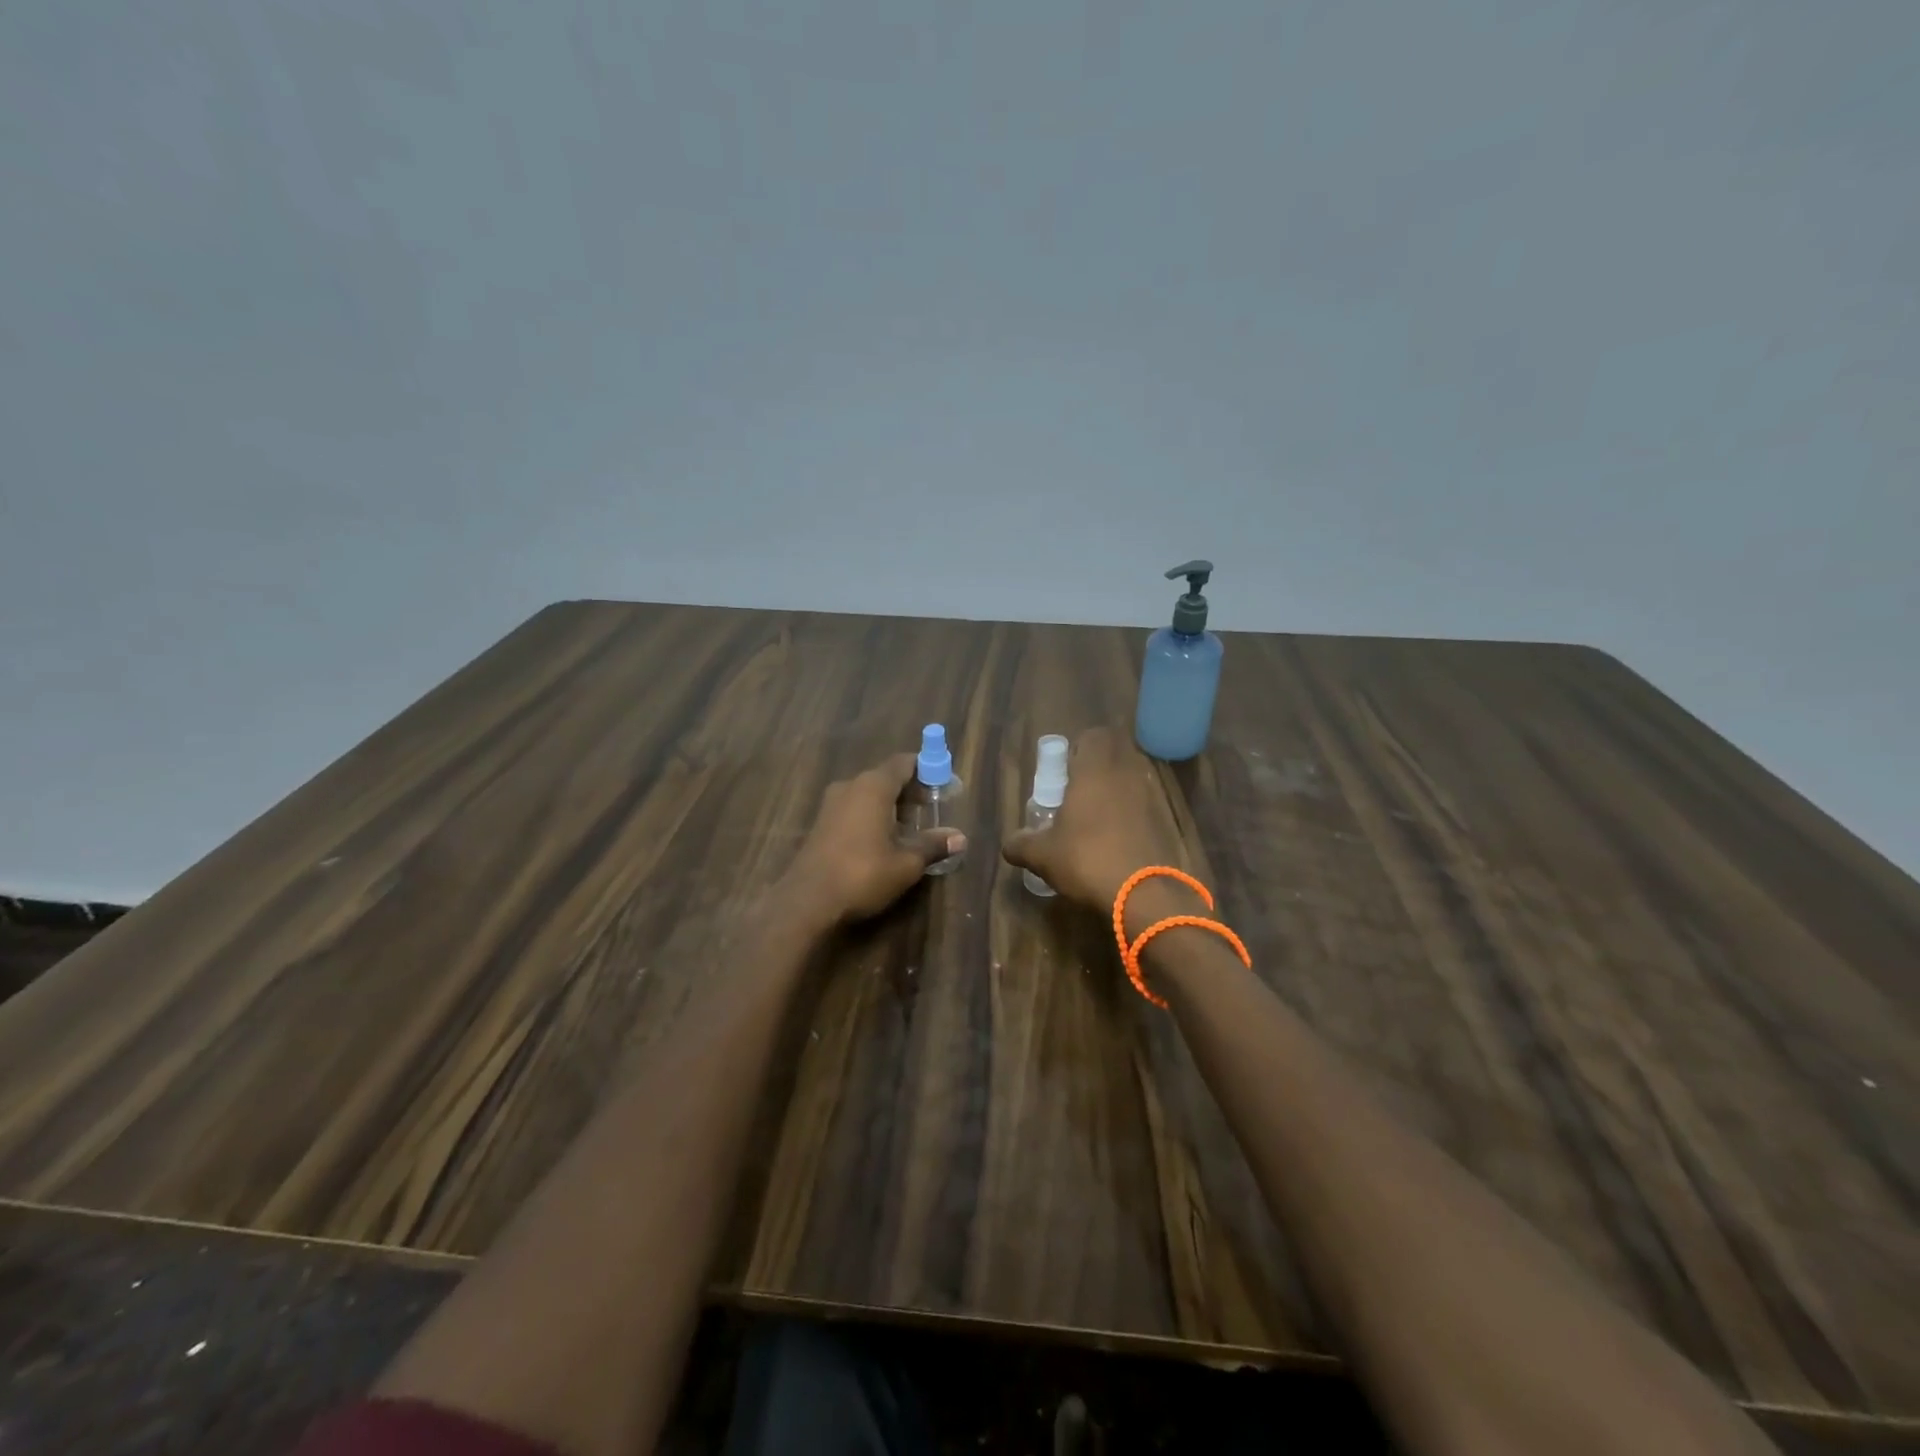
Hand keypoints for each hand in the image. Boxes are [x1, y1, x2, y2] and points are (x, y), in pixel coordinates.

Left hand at [780, 753, 964, 928]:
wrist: (807, 901)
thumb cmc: (863, 874)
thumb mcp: (906, 863)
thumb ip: (932, 845)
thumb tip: (959, 838)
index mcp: (874, 786)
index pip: (904, 762)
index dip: (926, 769)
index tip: (943, 783)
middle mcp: (851, 786)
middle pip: (886, 776)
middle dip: (910, 789)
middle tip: (931, 808)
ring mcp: (831, 804)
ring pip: (868, 793)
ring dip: (890, 804)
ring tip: (911, 827)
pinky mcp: (821, 823)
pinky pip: (854, 808)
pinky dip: (872, 815)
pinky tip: (883, 839)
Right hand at [1001, 728, 1188, 913]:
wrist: (1143, 894)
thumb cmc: (1086, 859)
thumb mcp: (1042, 855)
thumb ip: (1021, 844)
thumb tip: (1008, 846)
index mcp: (1095, 771)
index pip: (1095, 735)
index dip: (1080, 747)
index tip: (1065, 769)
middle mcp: (1125, 775)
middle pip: (1117, 752)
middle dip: (1099, 766)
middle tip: (1078, 790)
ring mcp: (1150, 798)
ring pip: (1133, 778)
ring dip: (1117, 789)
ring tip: (1095, 817)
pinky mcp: (1164, 822)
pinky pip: (1145, 805)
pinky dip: (1132, 814)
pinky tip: (1116, 840)